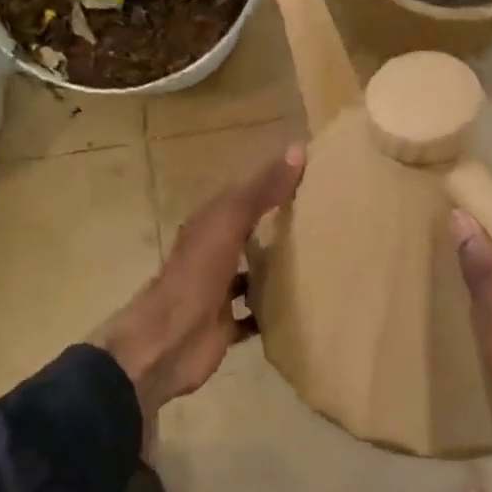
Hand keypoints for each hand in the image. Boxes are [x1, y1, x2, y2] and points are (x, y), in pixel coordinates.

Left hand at [93, 144, 305, 418]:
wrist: (166, 343)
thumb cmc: (196, 276)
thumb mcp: (229, 223)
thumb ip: (261, 191)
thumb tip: (297, 149)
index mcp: (210, 224)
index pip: (245, 194)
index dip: (272, 182)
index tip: (310, 175)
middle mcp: (213, 253)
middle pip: (249, 233)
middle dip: (278, 226)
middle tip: (324, 219)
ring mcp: (217, 291)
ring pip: (251, 273)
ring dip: (276, 269)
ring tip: (318, 262)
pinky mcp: (224, 326)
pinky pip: (253, 314)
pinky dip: (272, 311)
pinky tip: (301, 309)